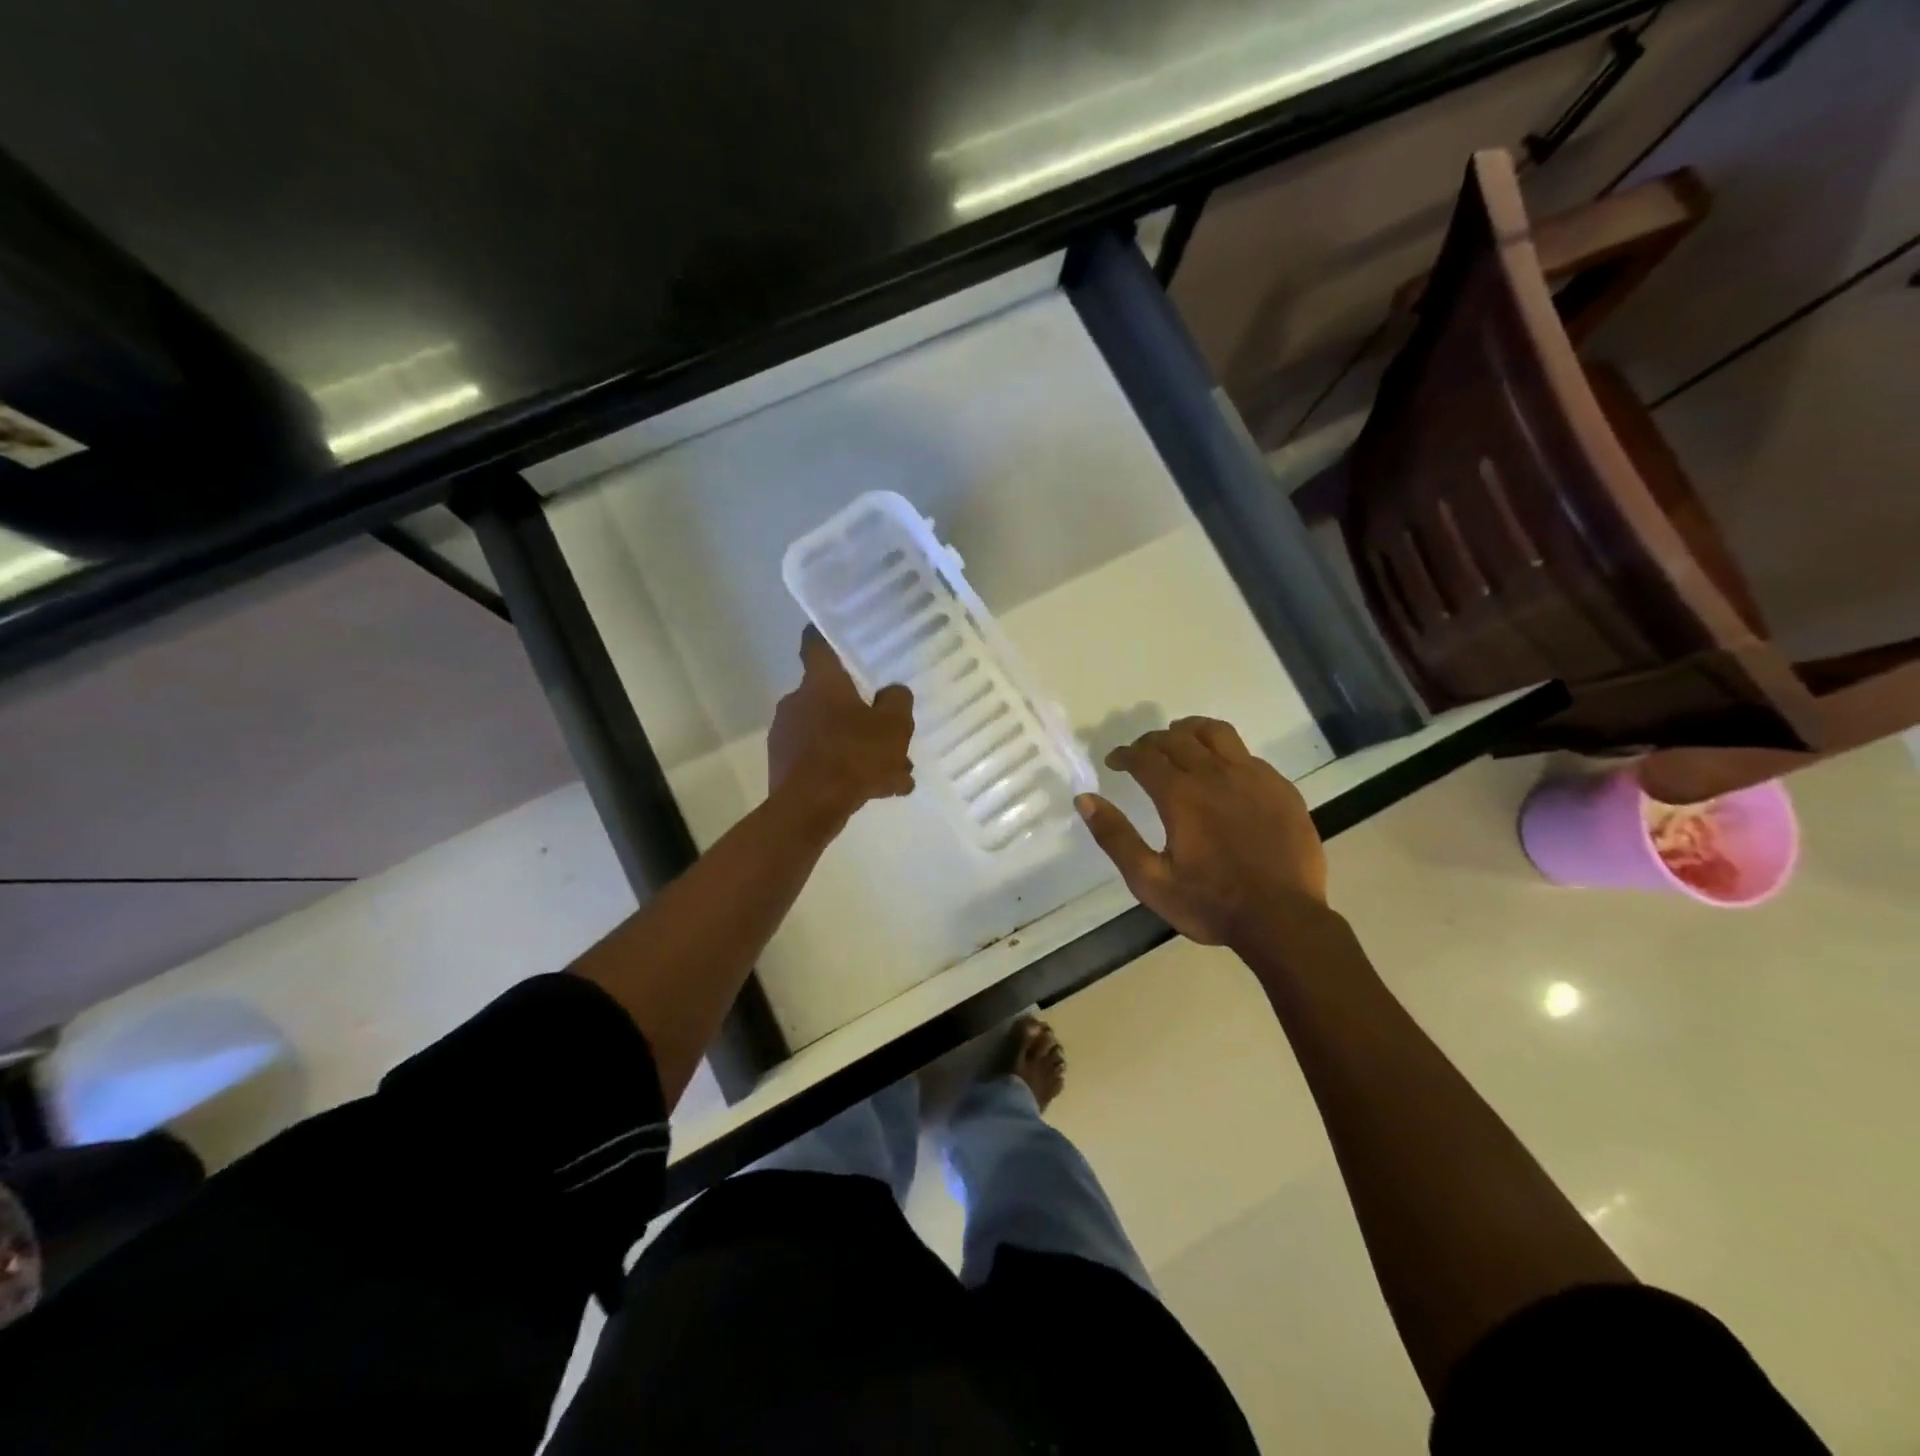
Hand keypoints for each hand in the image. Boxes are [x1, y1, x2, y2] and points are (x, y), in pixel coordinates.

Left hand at [767, 627, 914, 822]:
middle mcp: (796, 702)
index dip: (824, 638)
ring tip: (892, 775)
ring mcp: (786, 736)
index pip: (816, 646)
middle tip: (887, 733)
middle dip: (859, 715)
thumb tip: (893, 692)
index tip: (832, 636)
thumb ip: (897, 702)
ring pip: (830, 734)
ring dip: (858, 749)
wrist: (810, 808)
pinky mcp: (783, 768)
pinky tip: (874, 792)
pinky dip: (845, 771)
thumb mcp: (894, 726)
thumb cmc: (853, 755)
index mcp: (821, 683)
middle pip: (830, 698)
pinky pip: (822, 762)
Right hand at [1075, 717, 1327, 947]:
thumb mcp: (1149, 880)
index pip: (1144, 757)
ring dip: (1191, 731)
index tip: (1114, 761)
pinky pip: (1247, 754)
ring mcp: (1253, 778)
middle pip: (1177, 738)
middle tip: (1141, 753)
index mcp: (1180, 795)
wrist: (1283, 920)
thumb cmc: (1210, 903)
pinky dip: (1225, 753)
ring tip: (1180, 738)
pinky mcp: (1280, 788)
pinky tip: (1223, 772)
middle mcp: (1215, 775)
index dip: (1124, 754)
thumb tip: (1084, 799)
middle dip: (1152, 741)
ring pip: (1217, 733)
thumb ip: (1115, 836)